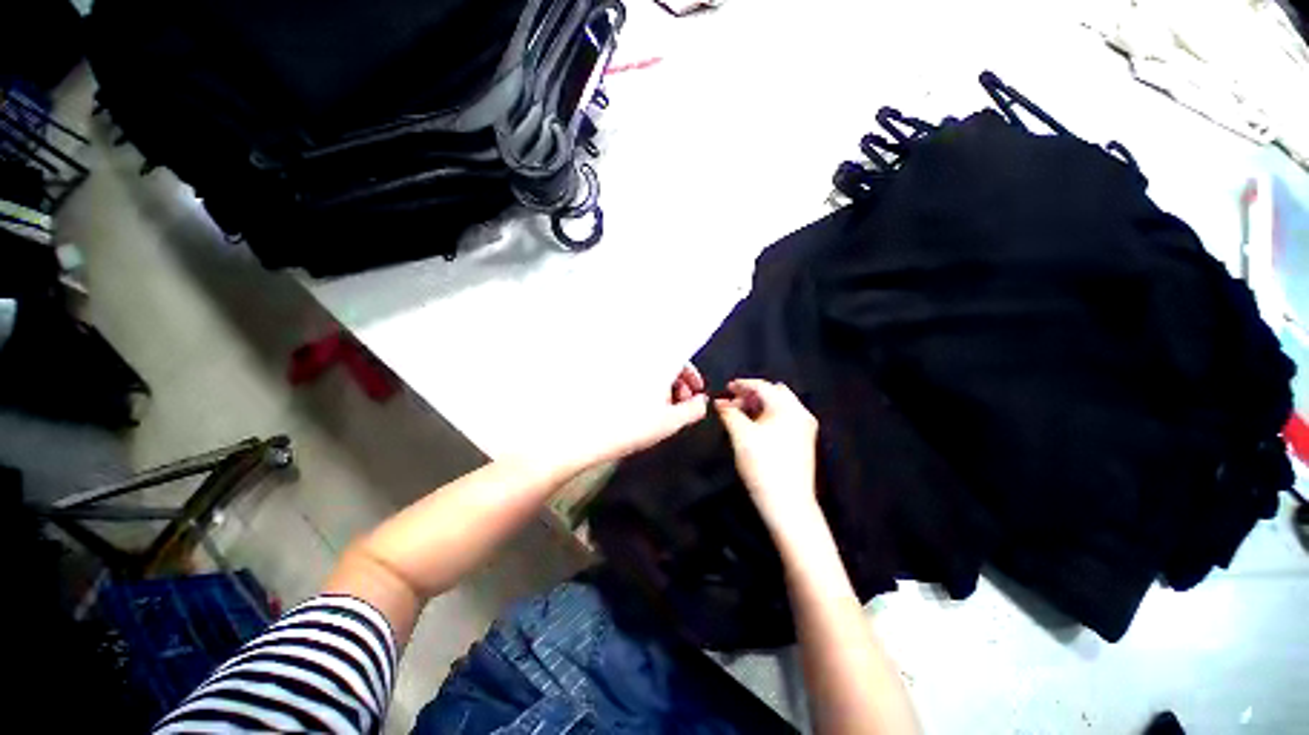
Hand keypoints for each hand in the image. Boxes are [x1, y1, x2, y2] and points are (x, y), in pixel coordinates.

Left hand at [548, 366, 708, 473]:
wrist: (582, 435)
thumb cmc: (626, 428)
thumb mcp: (669, 422)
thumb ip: (692, 410)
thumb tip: (701, 402)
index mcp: (654, 365)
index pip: (680, 359)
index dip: (692, 375)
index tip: (696, 391)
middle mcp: (636, 361)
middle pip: (665, 363)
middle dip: (678, 382)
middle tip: (681, 403)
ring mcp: (619, 369)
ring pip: (649, 371)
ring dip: (661, 386)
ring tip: (662, 409)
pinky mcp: (606, 379)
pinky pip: (633, 378)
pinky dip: (643, 389)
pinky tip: (642, 408)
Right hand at [715, 379, 819, 527]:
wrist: (788, 504)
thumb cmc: (763, 465)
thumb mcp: (741, 435)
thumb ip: (729, 413)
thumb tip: (720, 403)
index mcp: (787, 408)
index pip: (763, 387)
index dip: (742, 385)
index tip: (726, 387)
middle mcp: (800, 413)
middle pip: (774, 393)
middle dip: (752, 395)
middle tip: (732, 403)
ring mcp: (804, 428)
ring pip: (779, 406)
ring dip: (759, 406)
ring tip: (739, 415)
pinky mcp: (803, 441)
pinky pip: (784, 418)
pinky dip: (768, 416)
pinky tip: (754, 426)